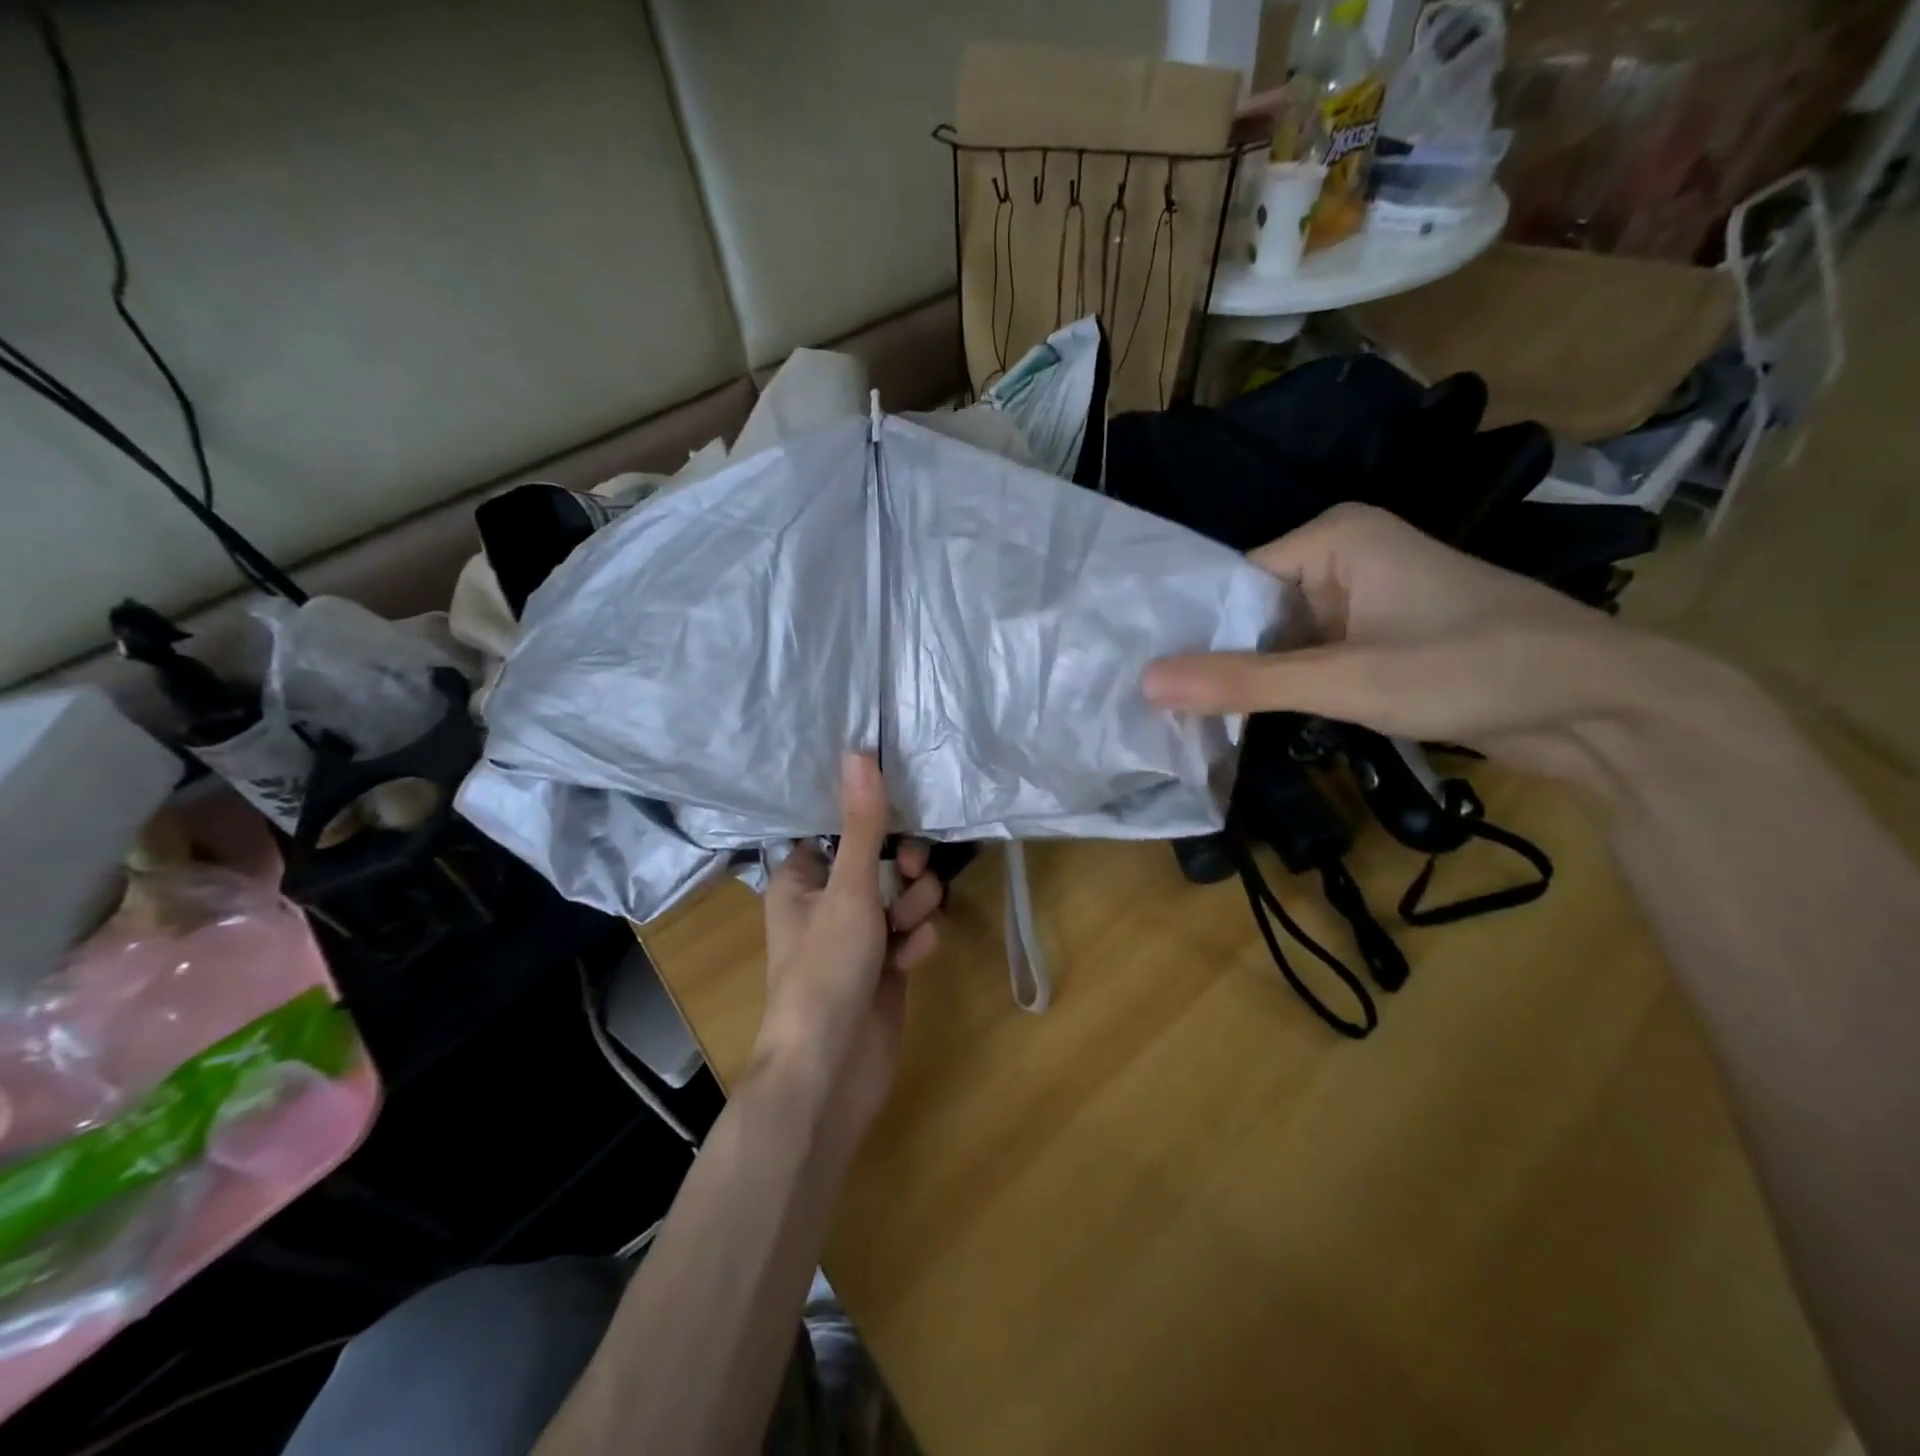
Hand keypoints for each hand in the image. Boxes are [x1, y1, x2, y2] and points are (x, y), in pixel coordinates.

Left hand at [753, 754, 942, 1137]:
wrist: (830, 1069)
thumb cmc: (825, 969)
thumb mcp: (848, 888)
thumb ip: (861, 823)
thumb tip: (858, 752)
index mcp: (801, 877)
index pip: (837, 827)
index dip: (869, 818)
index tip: (900, 810)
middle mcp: (828, 901)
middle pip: (879, 859)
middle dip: (902, 867)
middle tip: (909, 874)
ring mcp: (859, 936)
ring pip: (902, 896)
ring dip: (914, 905)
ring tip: (908, 927)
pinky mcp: (886, 965)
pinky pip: (911, 933)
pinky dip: (915, 941)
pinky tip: (911, 959)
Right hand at [1142, 504, 1756, 796]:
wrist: (1604, 708)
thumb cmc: (1473, 669)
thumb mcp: (1346, 680)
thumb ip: (1242, 683)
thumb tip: (1145, 684)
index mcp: (1336, 537)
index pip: (1234, 581)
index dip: (1192, 632)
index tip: (1145, 680)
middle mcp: (1345, 557)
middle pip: (1253, 612)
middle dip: (1216, 660)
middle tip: (1154, 709)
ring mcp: (1363, 601)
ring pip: (1279, 641)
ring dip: (1248, 681)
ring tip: (1182, 721)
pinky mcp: (1378, 640)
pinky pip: (1310, 659)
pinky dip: (1283, 690)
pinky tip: (1241, 722)